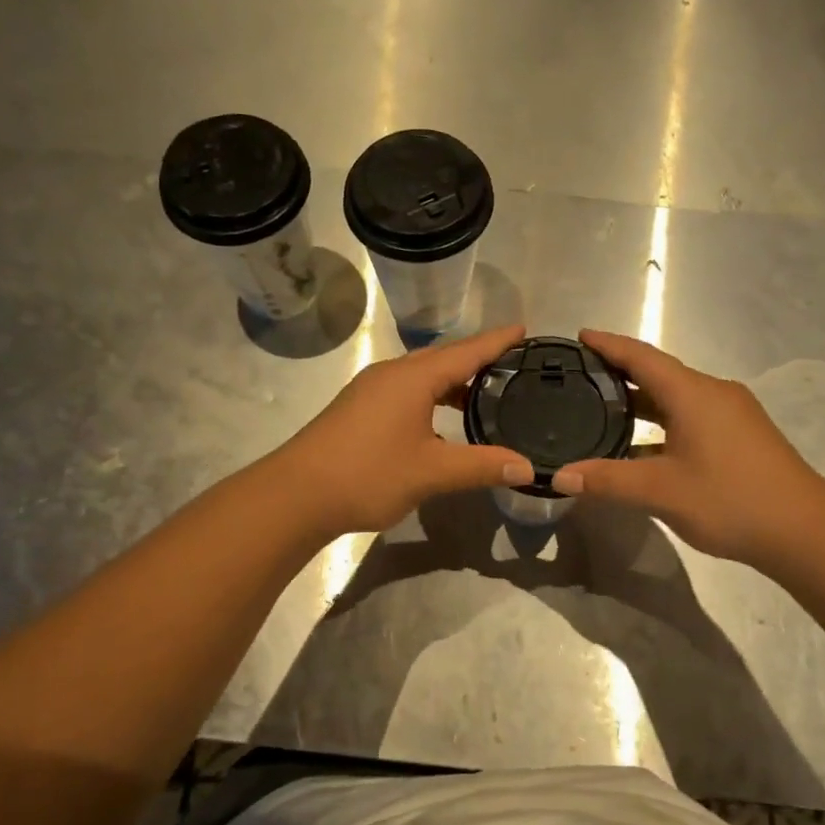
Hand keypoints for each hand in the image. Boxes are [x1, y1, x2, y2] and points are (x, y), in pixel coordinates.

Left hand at [274, 324, 532, 538]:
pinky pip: (405, 391)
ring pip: (422, 376)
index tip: (524, 330)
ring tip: (483, 396)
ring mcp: (371, 390)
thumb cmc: (369, 474)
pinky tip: (440, 422)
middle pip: (443, 359)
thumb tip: (527, 468)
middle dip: (477, 359)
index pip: (466, 351)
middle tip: (512, 365)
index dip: (497, 341)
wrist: (297, 494)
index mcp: (413, 378)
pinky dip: (431, 397)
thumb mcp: (432, 472)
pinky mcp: (358, 408)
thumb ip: (481, 466)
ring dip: (452, 383)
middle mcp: (392, 374)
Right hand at [551, 329, 824, 566]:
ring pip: (677, 397)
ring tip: (603, 406)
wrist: (805, 531)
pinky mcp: (741, 436)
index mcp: (694, 394)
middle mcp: (713, 393)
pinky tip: (643, 443)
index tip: (580, 335)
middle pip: (660, 373)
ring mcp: (732, 415)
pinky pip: (691, 415)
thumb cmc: (730, 501)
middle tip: (581, 375)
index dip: (609, 345)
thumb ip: (608, 480)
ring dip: (642, 399)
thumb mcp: (661, 492)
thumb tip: (560, 476)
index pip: (643, 357)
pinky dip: (662, 420)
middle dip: (621, 371)